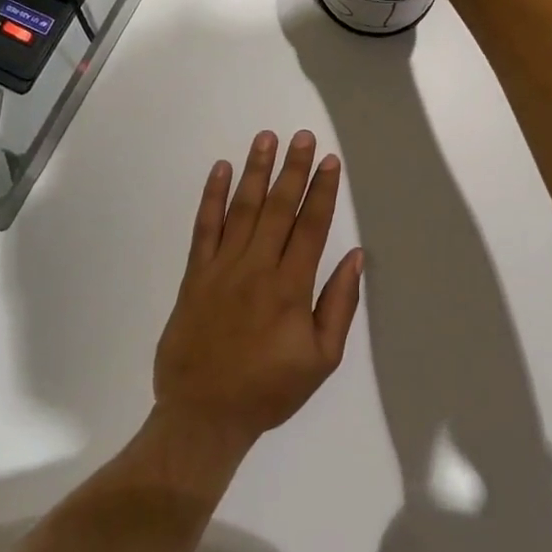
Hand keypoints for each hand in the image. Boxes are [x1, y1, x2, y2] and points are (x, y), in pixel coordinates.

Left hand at [153, 131, 363, 452]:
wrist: (203, 415)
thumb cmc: (269, 389)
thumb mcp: (321, 360)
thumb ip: (339, 305)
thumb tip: (355, 256)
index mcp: (290, 287)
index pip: (311, 226)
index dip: (322, 191)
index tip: (330, 161)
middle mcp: (257, 268)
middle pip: (278, 208)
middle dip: (293, 169)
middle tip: (303, 136)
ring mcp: (222, 268)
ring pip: (242, 209)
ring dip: (255, 171)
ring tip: (266, 138)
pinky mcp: (195, 275)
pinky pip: (204, 228)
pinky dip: (212, 197)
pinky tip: (220, 170)